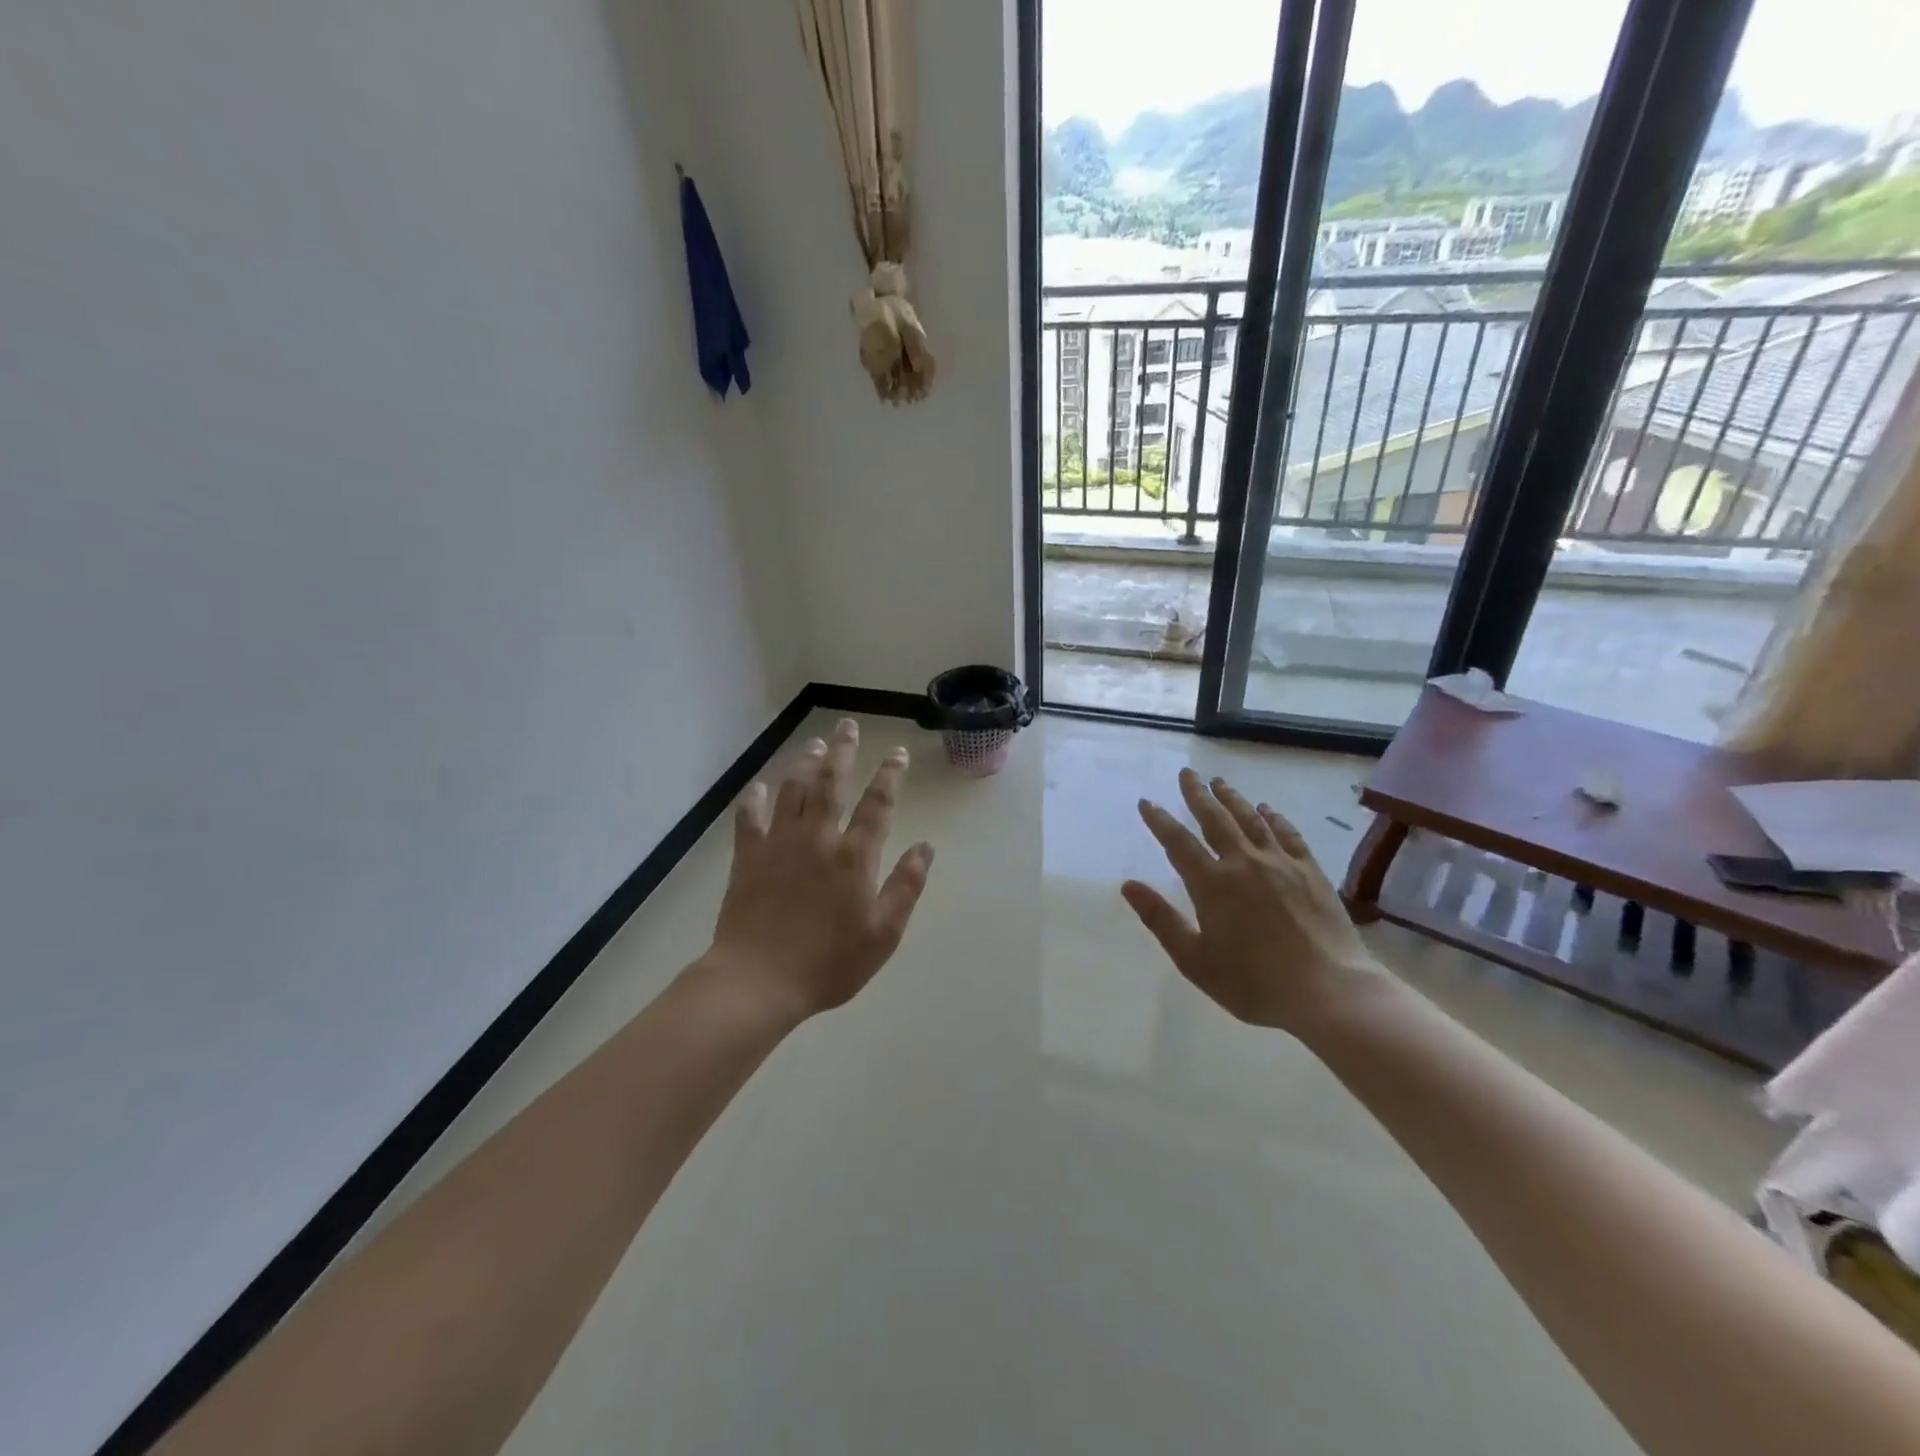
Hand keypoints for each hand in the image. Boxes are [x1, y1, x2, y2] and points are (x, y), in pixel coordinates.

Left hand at [705, 718, 934, 1022]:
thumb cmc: (828, 963)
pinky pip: (749, 818)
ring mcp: (779, 844)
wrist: (758, 981)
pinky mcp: (747, 857)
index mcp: (854, 856)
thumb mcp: (883, 934)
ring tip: (813, 744)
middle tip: (847, 725)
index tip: (897, 752)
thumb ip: (906, 886)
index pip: (878, 803)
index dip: (890, 775)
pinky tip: (759, 787)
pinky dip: (754, 799)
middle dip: (842, 751)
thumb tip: (926, 847)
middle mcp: (818, 838)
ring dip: (804, 763)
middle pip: (831, 782)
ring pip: (792, 790)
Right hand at [1121, 768, 1385, 1033]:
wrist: (1328, 991)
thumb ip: (1161, 919)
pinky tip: (1267, 809)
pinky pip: (1287, 833)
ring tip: (1219, 782)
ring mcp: (1280, 863)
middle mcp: (1243, 862)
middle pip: (1215, 818)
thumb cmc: (1254, 983)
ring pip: (1250, 819)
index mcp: (1212, 884)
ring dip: (1232, 798)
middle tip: (1187, 773)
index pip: (1178, 842)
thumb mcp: (1195, 960)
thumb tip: (1128, 886)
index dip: (1160, 820)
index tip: (1147, 802)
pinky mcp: (1310, 870)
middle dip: (1197, 794)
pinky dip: (1273, 817)